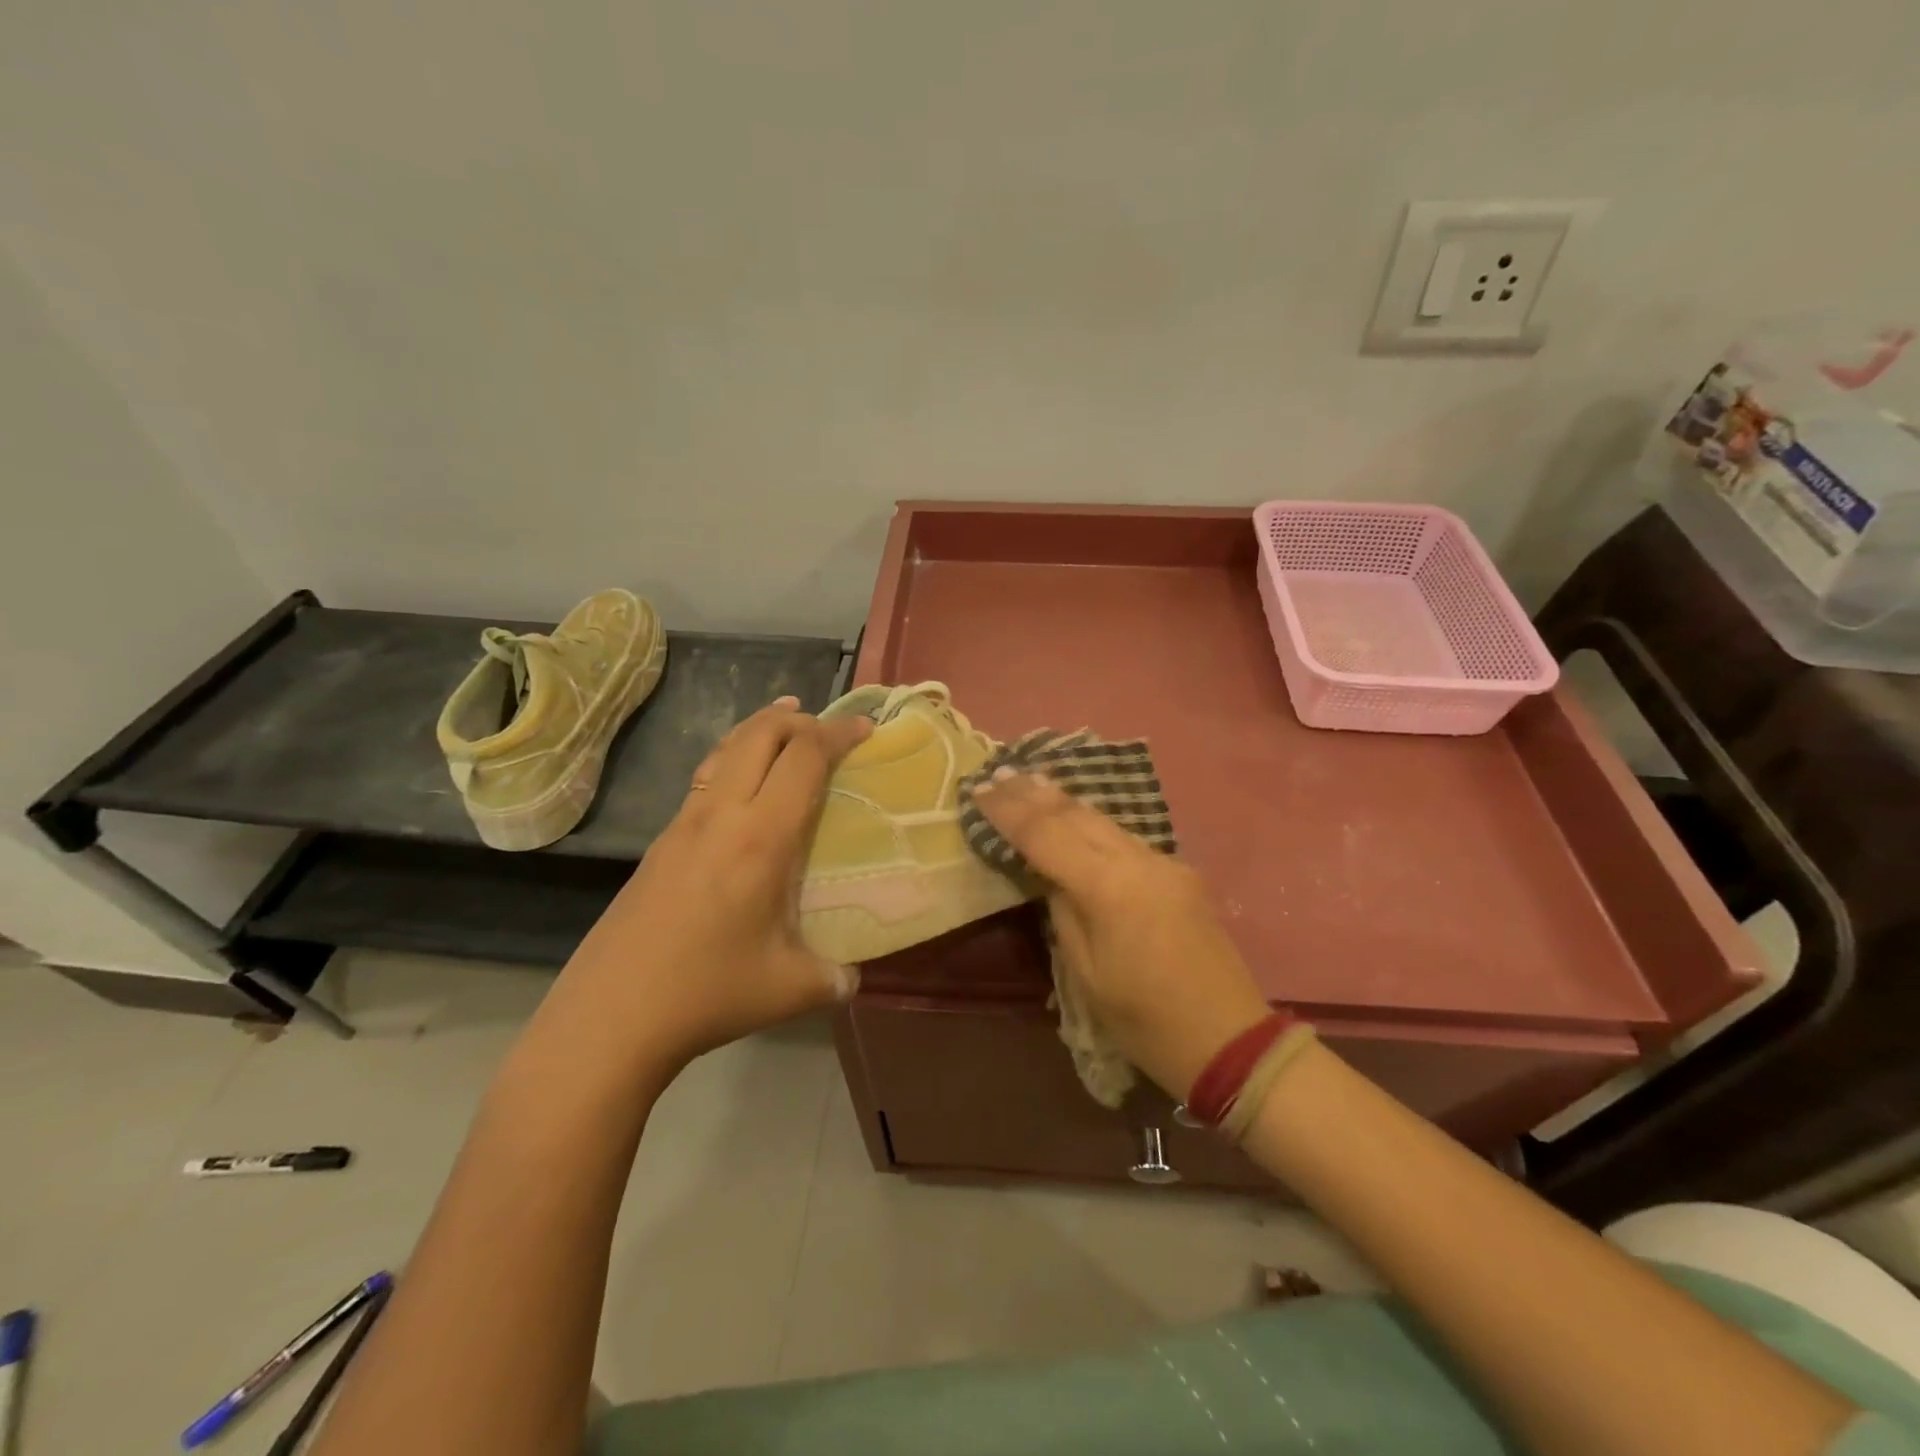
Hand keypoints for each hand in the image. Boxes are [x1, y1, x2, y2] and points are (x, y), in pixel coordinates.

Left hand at [553, 697, 871, 1073]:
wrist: (610, 1015)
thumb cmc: (708, 992)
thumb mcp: (791, 989)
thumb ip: (835, 977)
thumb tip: (852, 976)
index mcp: (761, 838)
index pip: (804, 758)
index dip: (837, 734)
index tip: (864, 728)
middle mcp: (721, 815)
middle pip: (759, 734)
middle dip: (798, 719)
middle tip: (827, 729)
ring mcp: (684, 823)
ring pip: (725, 749)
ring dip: (761, 729)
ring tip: (787, 726)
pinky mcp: (660, 841)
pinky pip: (706, 777)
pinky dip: (734, 757)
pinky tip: (743, 784)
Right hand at [971, 769, 1270, 1098]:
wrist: (1230, 1040)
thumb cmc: (1146, 1021)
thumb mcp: (1087, 975)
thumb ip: (1064, 913)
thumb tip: (1053, 878)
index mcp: (1110, 888)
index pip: (1047, 835)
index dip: (1009, 812)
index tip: (979, 790)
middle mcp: (1140, 861)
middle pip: (1077, 815)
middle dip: (1034, 793)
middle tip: (999, 773)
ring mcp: (1165, 863)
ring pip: (1104, 820)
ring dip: (1064, 801)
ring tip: (1031, 782)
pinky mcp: (1180, 874)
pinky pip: (1125, 838)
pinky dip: (1092, 823)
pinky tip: (1076, 818)